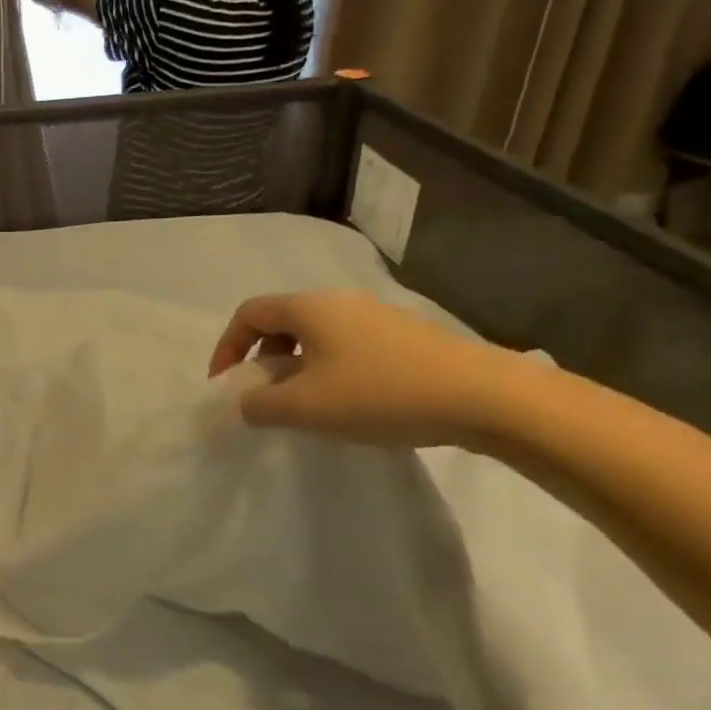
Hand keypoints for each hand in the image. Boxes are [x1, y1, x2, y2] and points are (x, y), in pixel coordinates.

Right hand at [209, 291, 522, 448]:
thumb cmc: (380, 394)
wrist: (484, 396)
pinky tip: (347, 404)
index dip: (227, 346)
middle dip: (261, 358)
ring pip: (315, 336)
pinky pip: (346, 346)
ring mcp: (375, 316)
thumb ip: (260, 405)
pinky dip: (328, 370)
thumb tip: (244, 404)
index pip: (249, 313)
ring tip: (304, 405)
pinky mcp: (403, 336)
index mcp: (309, 308)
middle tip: (263, 395)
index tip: (226, 384)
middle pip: (281, 321)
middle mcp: (338, 302)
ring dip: (295, 367)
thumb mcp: (306, 407)